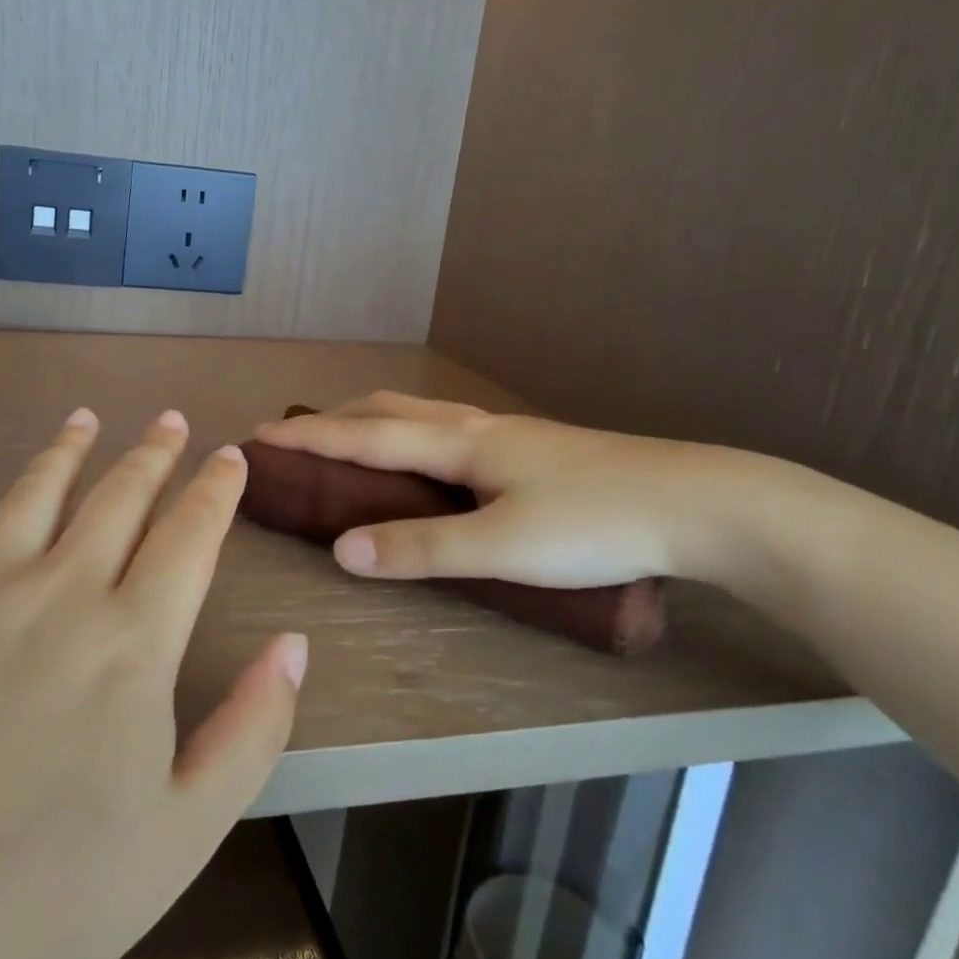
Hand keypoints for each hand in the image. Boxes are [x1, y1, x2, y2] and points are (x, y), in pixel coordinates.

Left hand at [0, 409, 307, 958]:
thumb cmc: (50, 903)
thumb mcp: (184, 834)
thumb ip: (251, 730)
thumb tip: (294, 645)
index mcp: (132, 642)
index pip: (190, 536)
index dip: (216, 490)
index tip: (231, 456)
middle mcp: (59, 595)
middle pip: (118, 498)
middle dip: (152, 454)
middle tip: (170, 421)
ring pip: (34, 496)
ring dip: (66, 451)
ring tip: (86, 417)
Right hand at [256, 391, 756, 589]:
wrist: (699, 504)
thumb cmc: (595, 524)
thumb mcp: (500, 546)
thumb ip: (420, 548)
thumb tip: (341, 550)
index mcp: (458, 441)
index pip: (363, 435)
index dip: (308, 439)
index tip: (259, 438)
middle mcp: (473, 425)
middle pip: (386, 407)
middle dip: (334, 420)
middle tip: (296, 439)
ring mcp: (505, 433)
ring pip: (418, 411)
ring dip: (370, 419)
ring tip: (348, 439)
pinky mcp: (529, 448)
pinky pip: (443, 426)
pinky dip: (406, 430)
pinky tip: (424, 456)